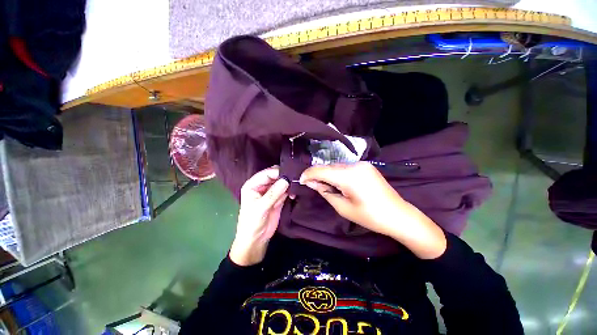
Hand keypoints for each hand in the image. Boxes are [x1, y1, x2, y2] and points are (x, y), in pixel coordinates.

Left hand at [230, 166, 288, 265]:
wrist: (256, 239)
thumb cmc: (252, 223)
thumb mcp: (261, 208)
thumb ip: (273, 193)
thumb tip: (286, 180)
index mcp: (253, 185)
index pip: (266, 173)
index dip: (277, 172)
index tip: (290, 173)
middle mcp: (262, 186)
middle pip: (275, 176)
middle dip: (284, 176)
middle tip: (296, 177)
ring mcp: (271, 192)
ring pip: (281, 182)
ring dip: (289, 184)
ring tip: (297, 185)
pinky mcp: (278, 198)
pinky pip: (286, 191)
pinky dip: (290, 191)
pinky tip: (294, 194)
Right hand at [300, 162, 445, 258]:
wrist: (398, 215)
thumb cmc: (370, 216)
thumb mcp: (343, 207)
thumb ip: (325, 192)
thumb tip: (312, 183)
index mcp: (349, 176)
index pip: (321, 170)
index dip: (308, 174)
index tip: (301, 180)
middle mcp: (354, 165)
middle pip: (328, 167)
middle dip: (317, 175)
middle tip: (311, 185)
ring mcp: (362, 164)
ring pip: (336, 166)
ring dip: (327, 174)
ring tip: (325, 186)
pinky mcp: (366, 166)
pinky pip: (345, 167)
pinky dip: (337, 173)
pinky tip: (337, 182)